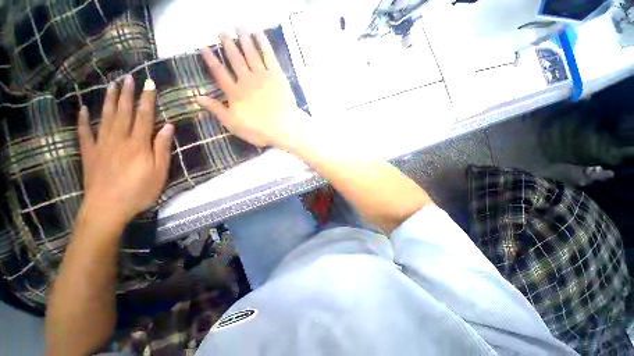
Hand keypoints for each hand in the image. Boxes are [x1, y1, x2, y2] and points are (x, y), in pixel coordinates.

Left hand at [78, 76, 173, 222]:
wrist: (108, 208)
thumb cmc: (139, 191)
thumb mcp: (160, 172)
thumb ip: (162, 148)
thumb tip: (168, 127)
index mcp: (138, 144)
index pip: (144, 116)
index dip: (147, 99)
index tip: (149, 84)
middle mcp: (119, 139)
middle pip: (123, 112)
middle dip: (126, 94)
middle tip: (127, 78)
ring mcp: (102, 144)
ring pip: (105, 117)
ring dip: (108, 100)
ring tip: (111, 85)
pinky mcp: (89, 153)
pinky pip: (85, 133)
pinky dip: (83, 120)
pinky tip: (83, 109)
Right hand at [196, 28, 303, 150]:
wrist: (284, 128)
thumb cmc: (259, 130)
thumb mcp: (233, 125)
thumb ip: (216, 110)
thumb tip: (197, 97)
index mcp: (235, 92)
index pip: (219, 72)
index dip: (210, 59)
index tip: (203, 47)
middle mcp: (246, 80)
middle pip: (235, 58)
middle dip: (227, 44)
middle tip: (221, 31)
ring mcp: (262, 76)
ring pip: (250, 53)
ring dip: (243, 38)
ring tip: (237, 26)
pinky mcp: (277, 75)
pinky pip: (268, 55)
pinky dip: (262, 42)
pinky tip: (257, 32)